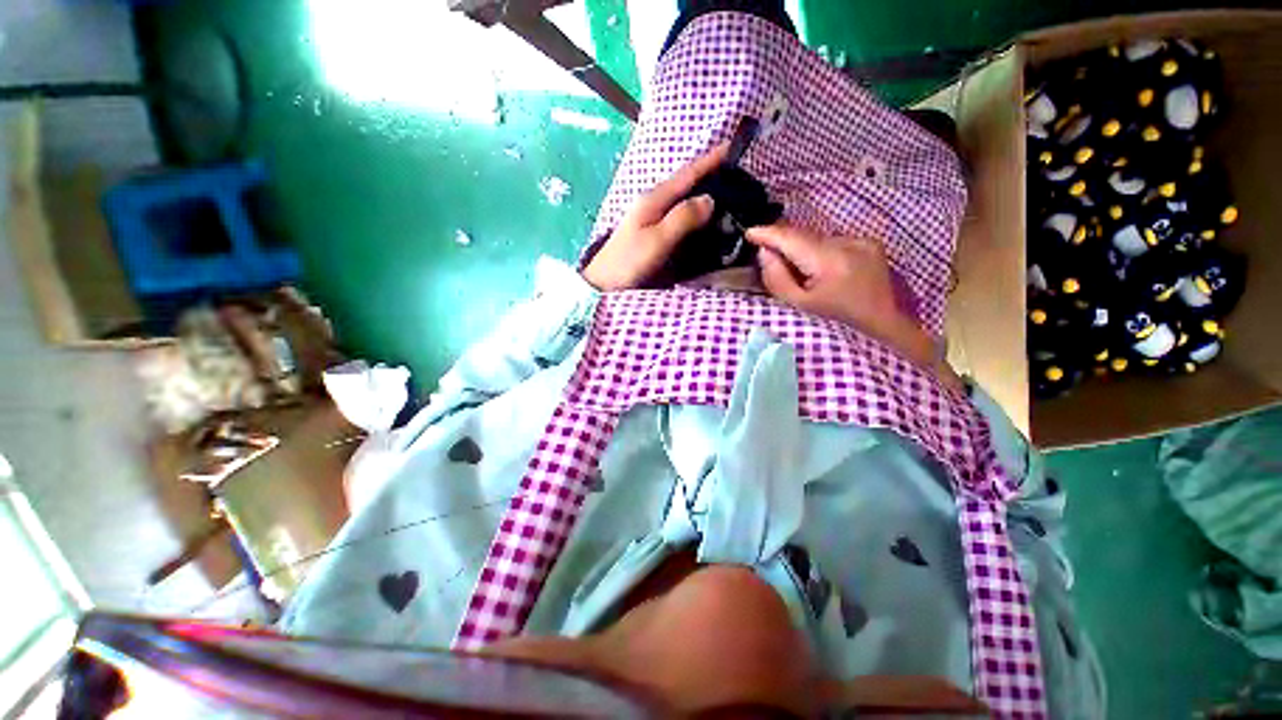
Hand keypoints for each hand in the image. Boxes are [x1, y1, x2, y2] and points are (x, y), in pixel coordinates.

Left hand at [583, 143, 728, 290]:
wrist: (604, 284)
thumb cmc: (628, 262)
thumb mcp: (657, 239)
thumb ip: (682, 218)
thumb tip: (710, 198)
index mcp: (654, 199)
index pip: (687, 174)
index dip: (710, 160)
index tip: (734, 146)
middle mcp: (654, 204)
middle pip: (686, 185)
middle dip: (712, 177)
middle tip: (740, 177)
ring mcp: (652, 220)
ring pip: (684, 201)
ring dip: (705, 197)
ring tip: (731, 197)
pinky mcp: (653, 235)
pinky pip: (681, 218)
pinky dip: (696, 216)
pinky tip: (707, 222)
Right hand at [746, 224, 960, 390]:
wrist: (885, 325)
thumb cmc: (838, 322)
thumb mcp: (800, 306)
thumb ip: (777, 278)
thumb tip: (765, 252)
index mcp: (830, 261)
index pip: (791, 238)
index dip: (767, 233)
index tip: (748, 232)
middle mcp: (848, 243)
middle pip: (804, 235)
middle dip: (783, 242)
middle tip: (767, 255)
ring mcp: (862, 241)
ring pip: (818, 238)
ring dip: (802, 248)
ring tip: (798, 270)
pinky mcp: (869, 243)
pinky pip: (833, 242)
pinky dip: (819, 251)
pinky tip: (822, 270)